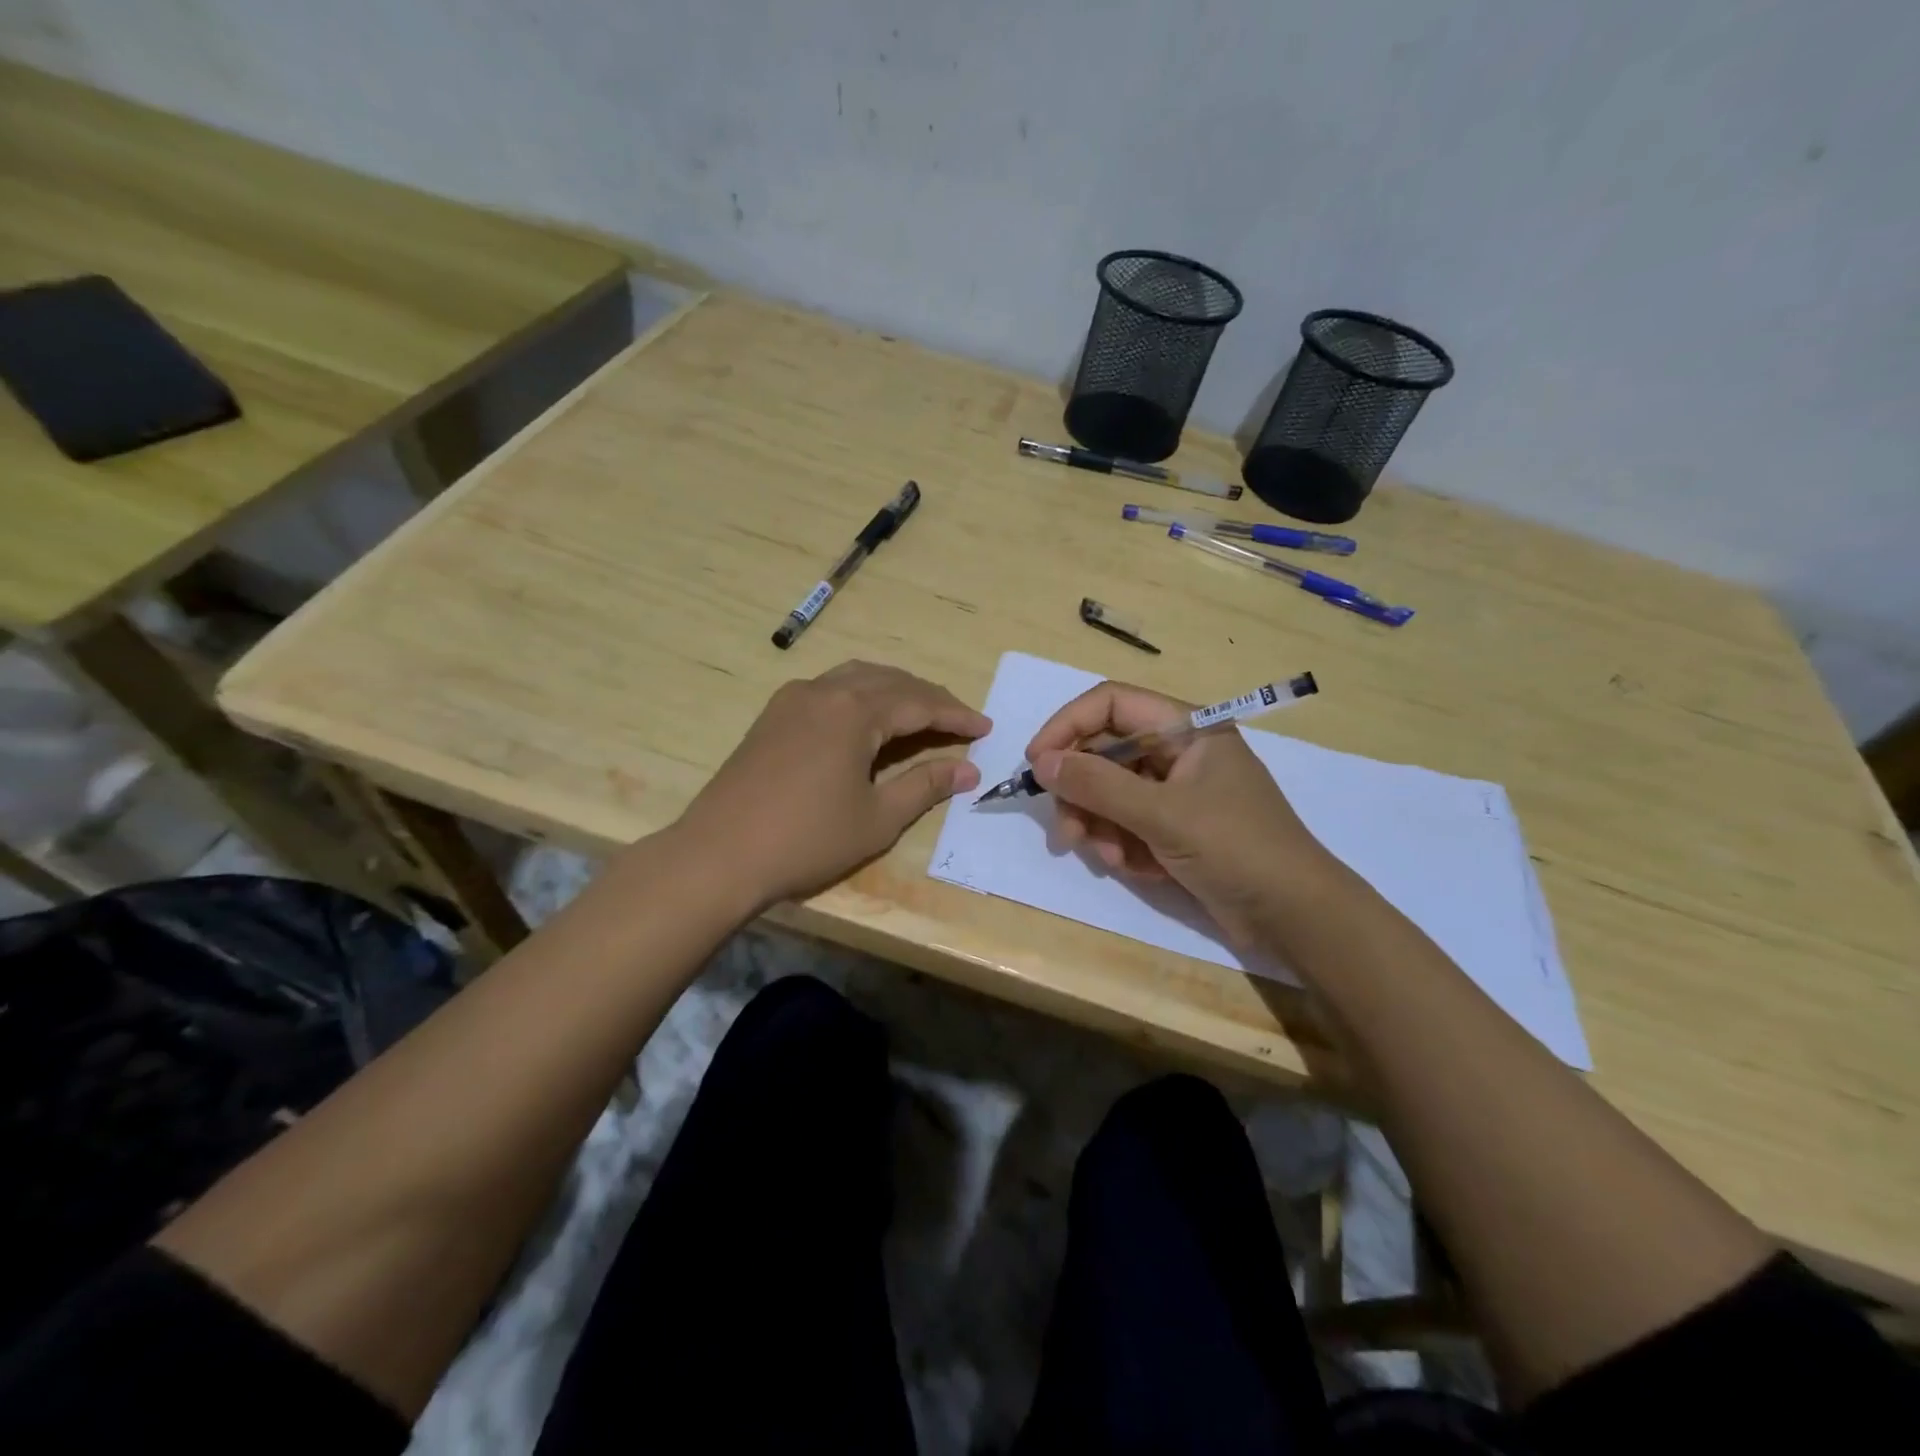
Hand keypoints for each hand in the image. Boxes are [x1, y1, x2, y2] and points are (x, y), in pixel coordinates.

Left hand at [676, 661, 989, 910]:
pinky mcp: (772, 716)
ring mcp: (793, 699)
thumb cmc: (806, 839)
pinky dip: (860, 695)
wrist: (719, 854)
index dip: (956, 715)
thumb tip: (968, 770)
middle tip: (959, 720)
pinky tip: (866, 718)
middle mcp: (824, 691)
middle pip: (890, 681)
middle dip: (929, 697)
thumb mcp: (877, 818)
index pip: (919, 702)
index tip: (985, 728)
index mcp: (854, 711)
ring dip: (894, 690)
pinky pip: (829, 688)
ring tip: (919, 712)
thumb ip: (925, 786)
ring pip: (856, 677)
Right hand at [1026, 680, 1337, 942]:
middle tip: (1067, 832)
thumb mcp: (1162, 814)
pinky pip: (1128, 823)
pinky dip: (1123, 845)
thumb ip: (1098, 785)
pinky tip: (1138, 869)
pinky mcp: (1175, 827)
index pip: (1110, 704)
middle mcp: (1178, 751)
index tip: (1036, 764)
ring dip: (1100, 825)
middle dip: (1082, 792)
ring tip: (1109, 858)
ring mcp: (1176, 791)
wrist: (1294, 916)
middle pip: (1104, 752)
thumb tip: (1040, 762)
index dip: (1067, 727)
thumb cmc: (1236, 848)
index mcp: (1186, 728)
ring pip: (1111, 792)